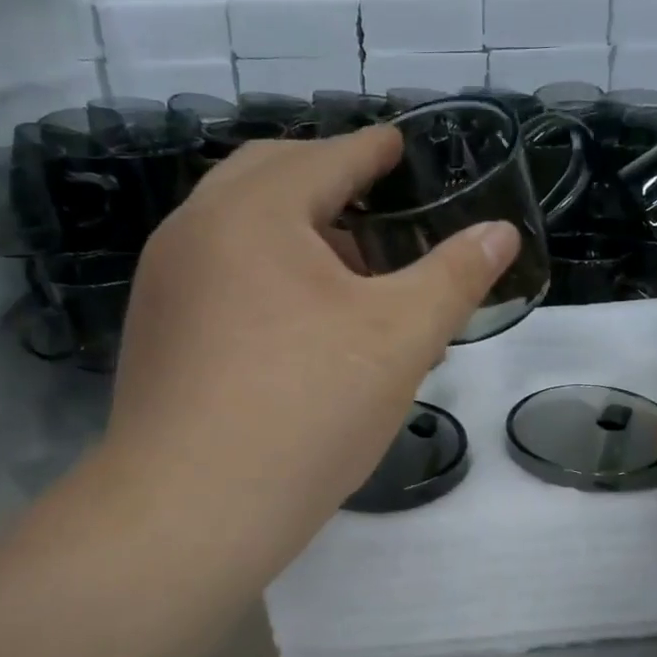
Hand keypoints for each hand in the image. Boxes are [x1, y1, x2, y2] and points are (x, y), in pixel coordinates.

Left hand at [94, 129, 517, 575]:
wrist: (192, 512)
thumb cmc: (305, 411)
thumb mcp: (398, 339)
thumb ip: (454, 277)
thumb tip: (500, 232)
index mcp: (252, 212)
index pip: (326, 158)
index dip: (373, 149)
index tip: (400, 145)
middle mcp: (193, 231)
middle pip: (270, 181)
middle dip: (329, 185)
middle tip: (379, 208)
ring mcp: (165, 285)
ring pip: (240, 233)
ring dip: (298, 236)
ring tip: (352, 279)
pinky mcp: (156, 334)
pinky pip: (219, 278)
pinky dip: (265, 277)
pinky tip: (300, 327)